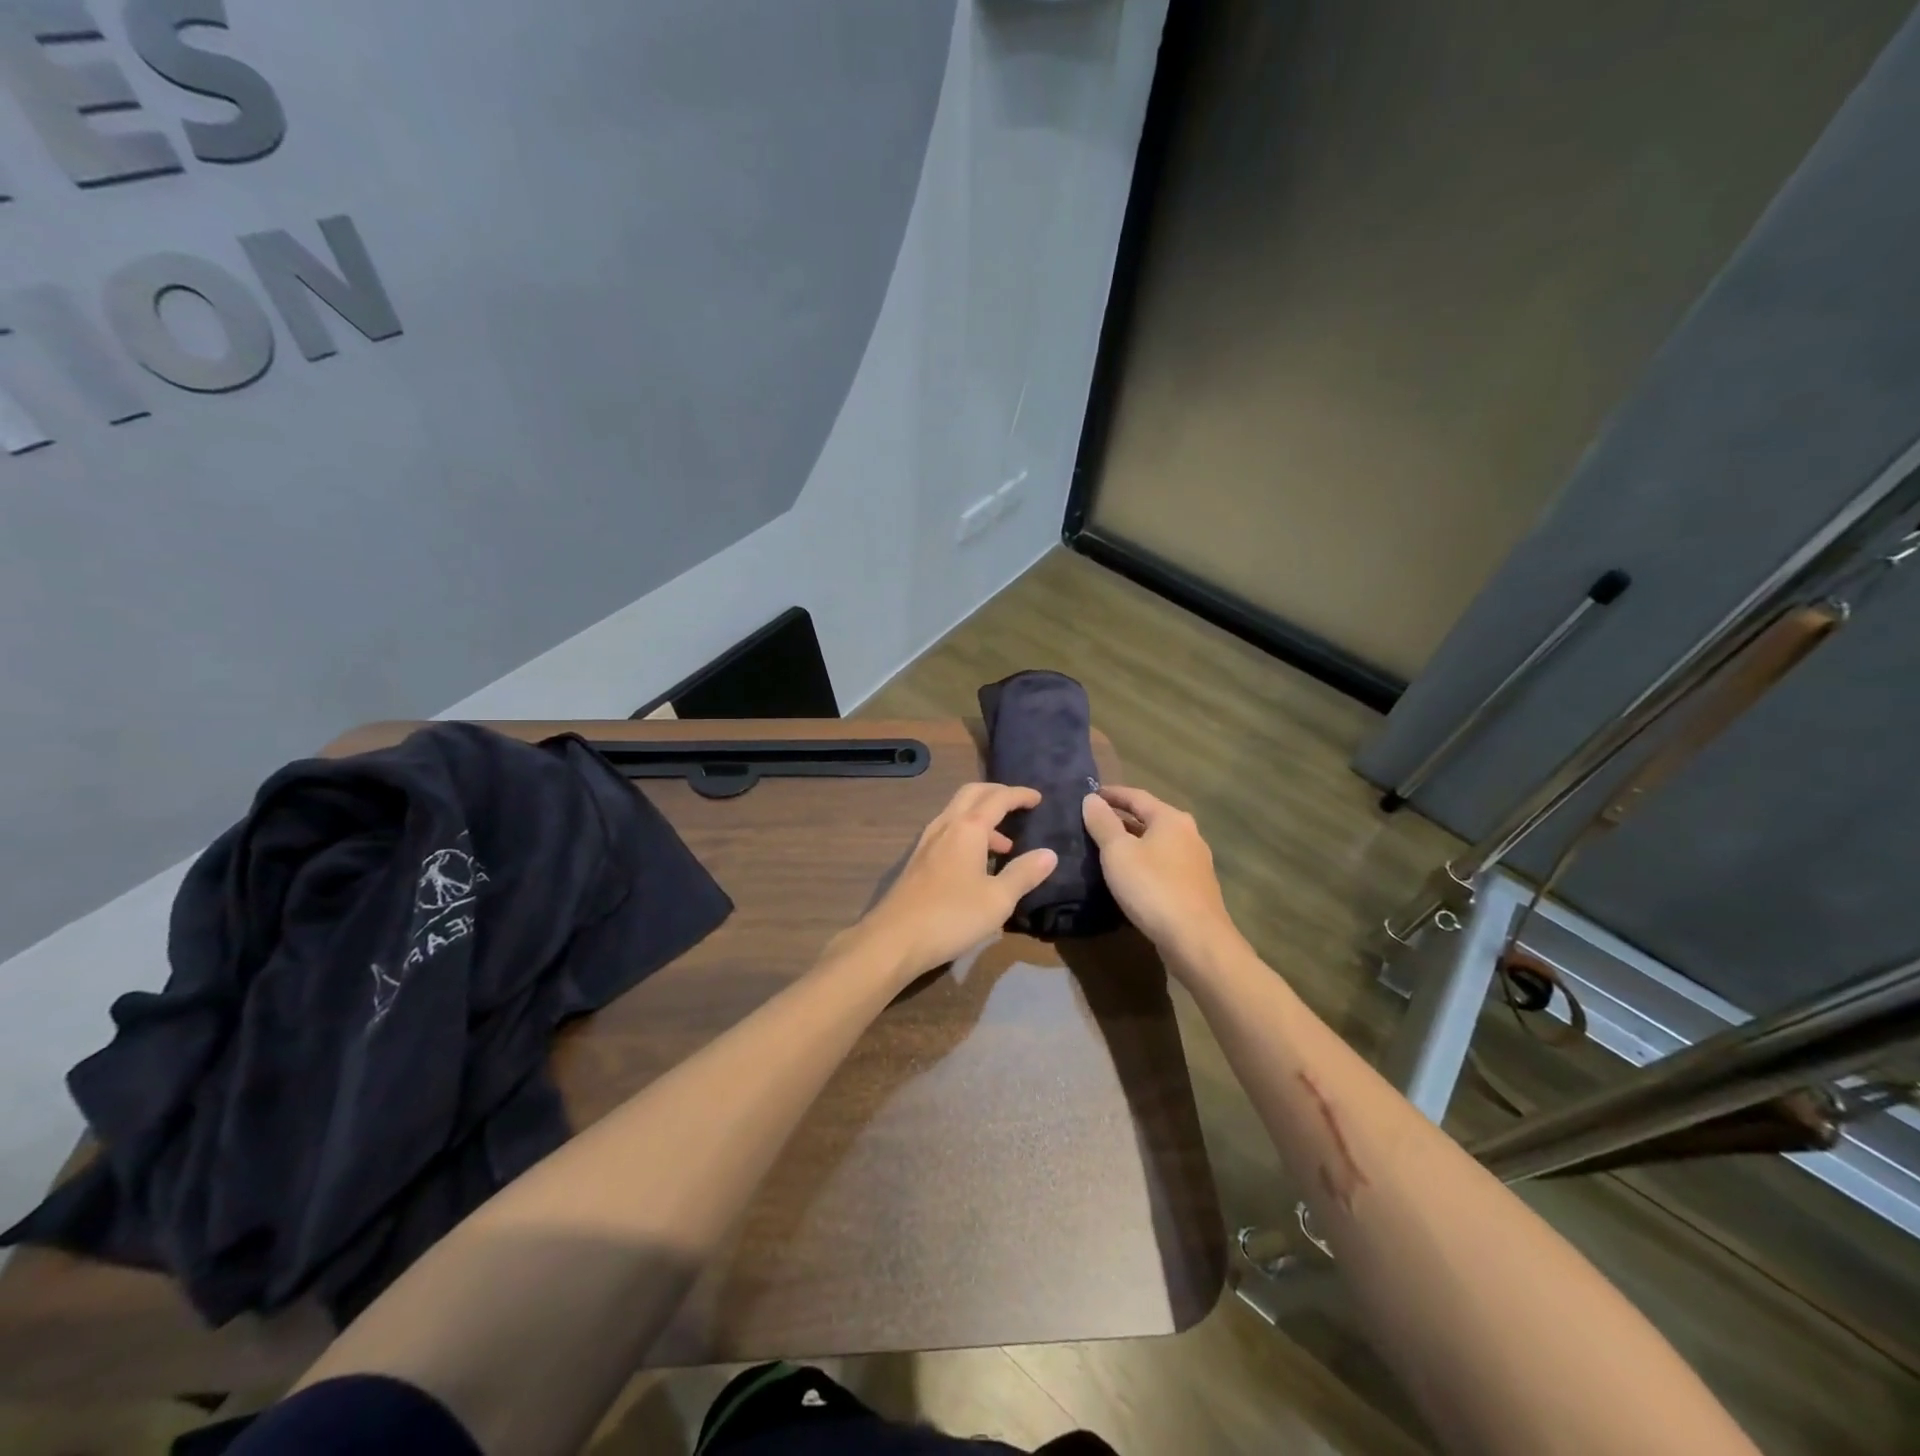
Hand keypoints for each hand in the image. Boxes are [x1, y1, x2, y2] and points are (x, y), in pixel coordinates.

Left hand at [844, 783, 1058, 980]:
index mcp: (967, 828)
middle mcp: (945, 826)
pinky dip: (967, 834)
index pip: (998, 799)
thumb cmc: (952, 916)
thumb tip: (1049, 854)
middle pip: (972, 794)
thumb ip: (1024, 874)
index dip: (1019, 795)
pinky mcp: (917, 861)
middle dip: (997, 794)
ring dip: (982, 818)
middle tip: (1018, 805)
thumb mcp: (998, 899)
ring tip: (1004, 845)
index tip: (1038, 798)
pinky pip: (947, 832)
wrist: (894, 939)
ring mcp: (926, 842)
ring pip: (956, 813)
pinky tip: (975, 863)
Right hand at [1082, 785, 1238, 966]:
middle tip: (1095, 821)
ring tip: (1107, 849)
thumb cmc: (1153, 887)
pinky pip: (1163, 865)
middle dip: (1122, 818)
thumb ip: (1103, 823)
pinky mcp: (1195, 888)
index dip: (1112, 794)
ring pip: (1158, 843)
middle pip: (1150, 818)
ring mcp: (1196, 862)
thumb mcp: (1118, 852)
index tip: (1090, 794)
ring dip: (1133, 842)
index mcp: (1171, 819)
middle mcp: (1188, 834)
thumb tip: (1091, 799)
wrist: (1196, 939)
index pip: (1137, 796)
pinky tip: (1130, 876)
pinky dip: (1144, 862)